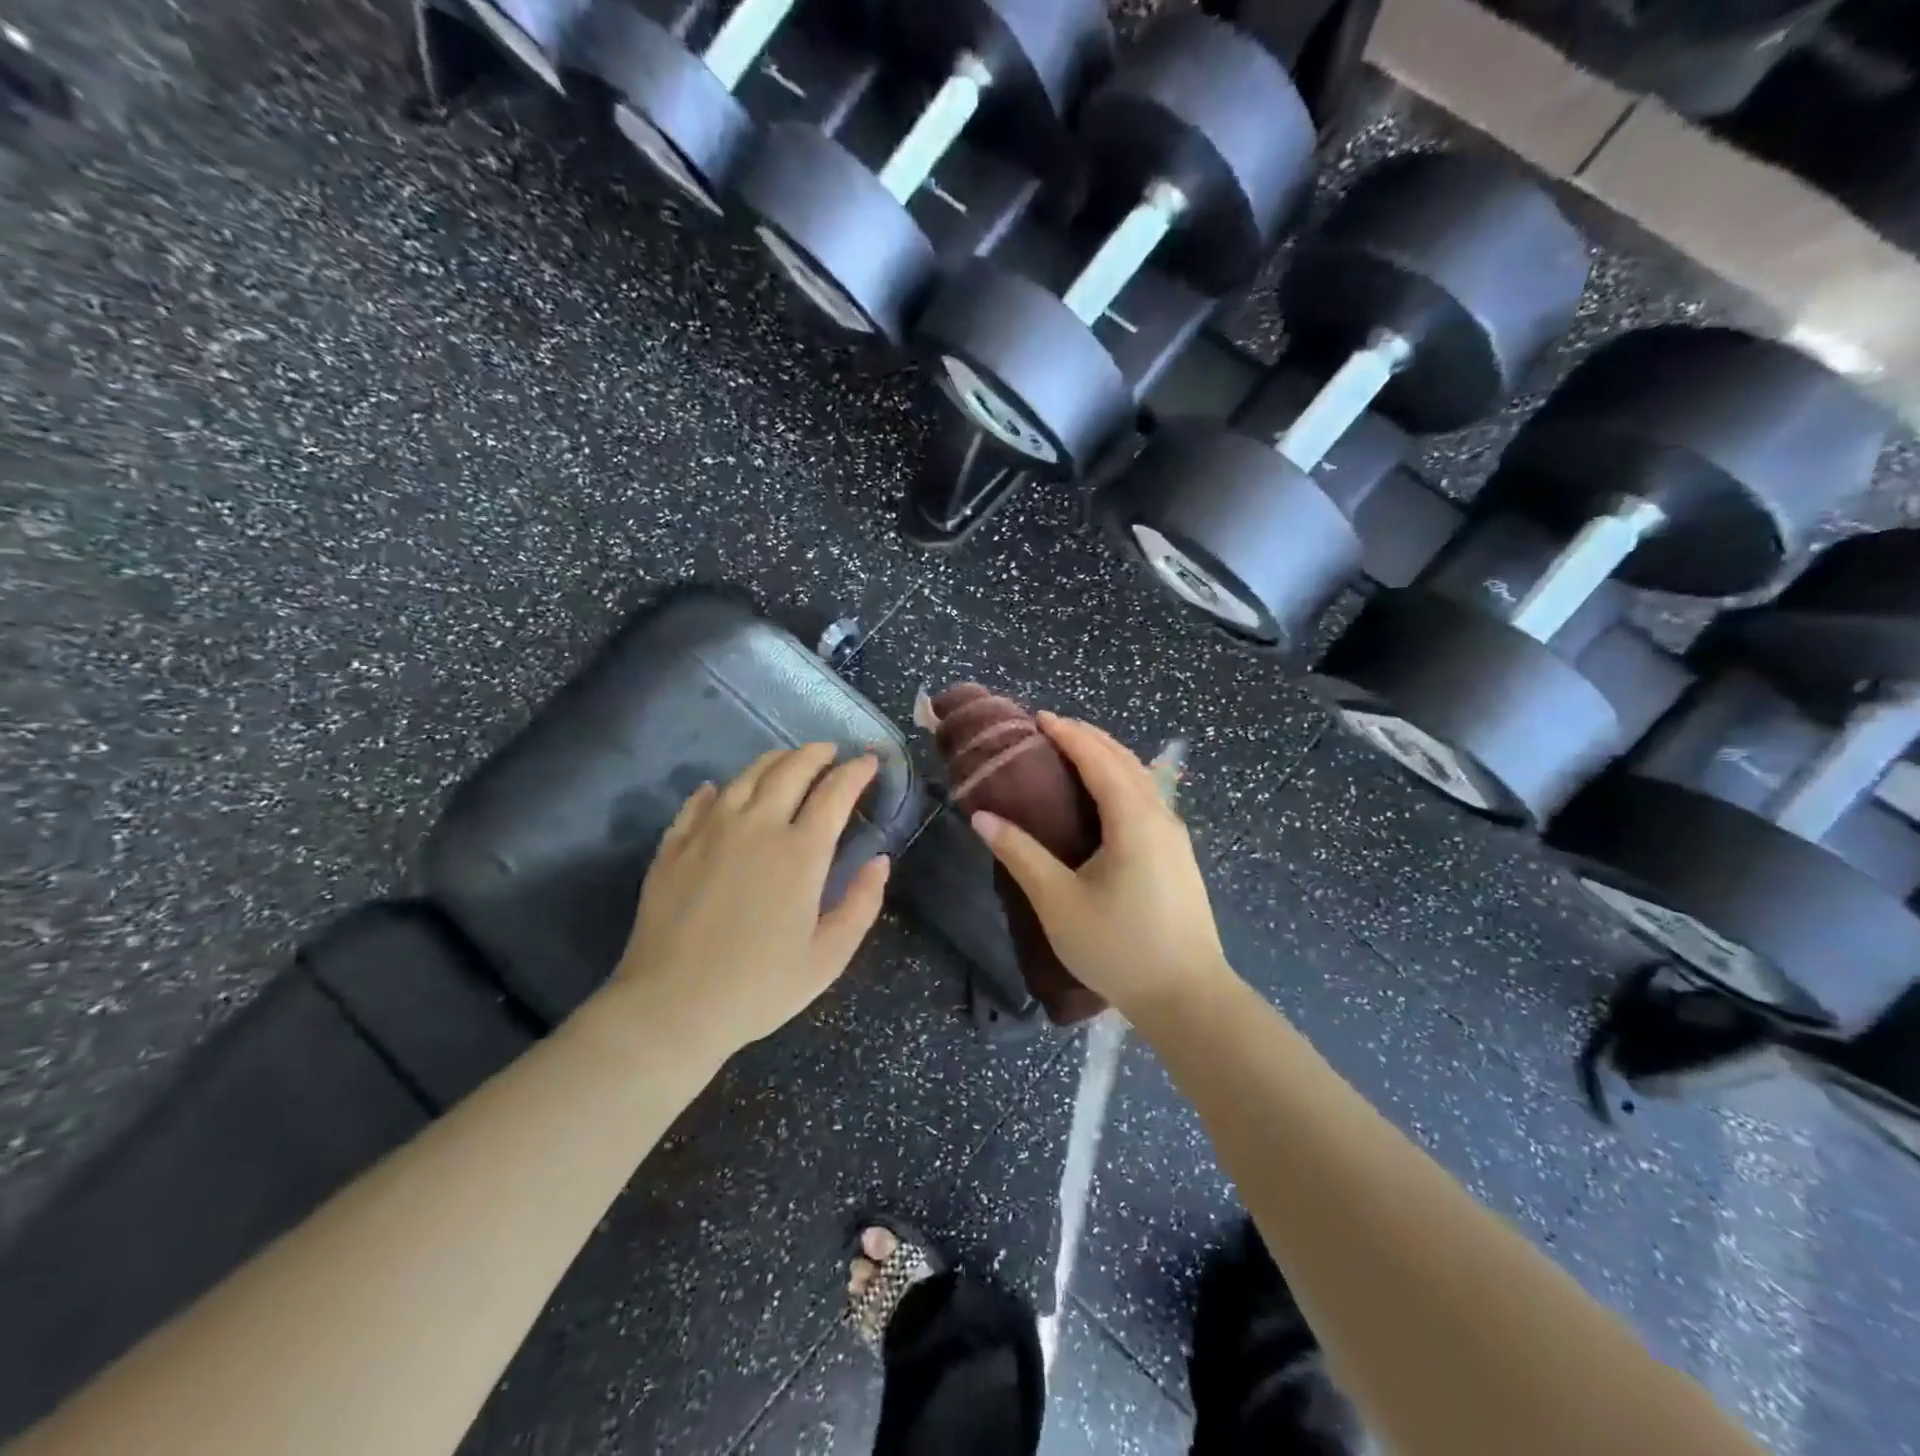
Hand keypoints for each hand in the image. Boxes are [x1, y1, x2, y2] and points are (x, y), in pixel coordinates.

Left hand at [603, 744, 890, 1062]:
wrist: (671, 1007)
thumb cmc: (760, 987)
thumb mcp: (829, 956)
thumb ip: (861, 903)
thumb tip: (880, 861)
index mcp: (800, 852)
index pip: (834, 793)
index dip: (856, 772)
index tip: (870, 761)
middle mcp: (756, 827)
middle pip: (791, 770)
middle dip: (817, 754)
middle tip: (831, 752)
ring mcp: (709, 831)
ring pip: (746, 776)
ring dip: (774, 761)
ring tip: (788, 761)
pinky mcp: (674, 846)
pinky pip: (699, 801)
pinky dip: (718, 788)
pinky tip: (722, 790)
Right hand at [971, 714, 1233, 1029]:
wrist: (1188, 998)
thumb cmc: (1118, 948)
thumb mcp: (1058, 902)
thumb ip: (1020, 855)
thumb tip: (982, 817)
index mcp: (1133, 820)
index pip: (1099, 759)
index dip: (1068, 734)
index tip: (1038, 718)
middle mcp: (1161, 817)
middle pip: (1125, 760)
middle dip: (1089, 737)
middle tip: (1051, 729)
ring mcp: (1175, 837)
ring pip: (1142, 779)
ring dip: (1108, 757)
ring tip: (1074, 753)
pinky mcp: (1179, 857)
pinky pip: (1148, 798)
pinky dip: (1122, 780)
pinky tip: (1106, 798)